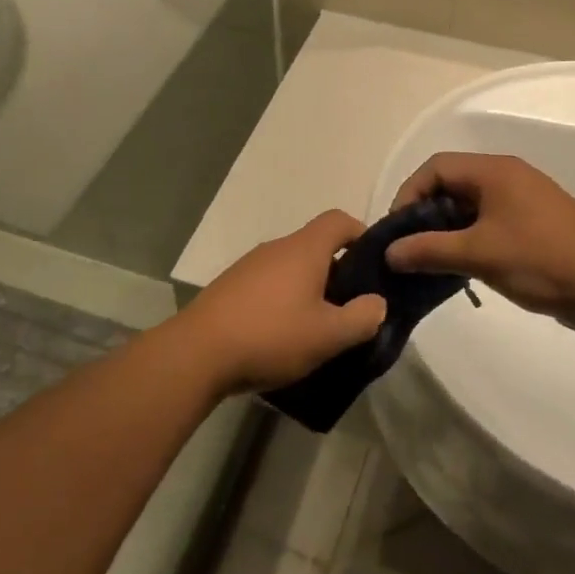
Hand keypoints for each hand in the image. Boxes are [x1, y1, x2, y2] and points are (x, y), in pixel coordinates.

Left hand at [177, 211, 386, 393]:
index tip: (373, 266)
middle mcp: (276, 248)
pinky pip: (267, 285)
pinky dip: (282, 301)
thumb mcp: (328, 335)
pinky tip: (281, 335)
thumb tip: (377, 303)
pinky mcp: (229, 287)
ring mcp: (248, 266)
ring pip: (290, 268)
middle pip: (315, 246)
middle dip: (337, 272)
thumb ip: (362, 318)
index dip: (361, 235)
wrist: (198, 353)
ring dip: (308, 289)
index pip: (339, 220)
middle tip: (349, 308)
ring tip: (316, 327)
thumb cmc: (272, 336)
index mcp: (304, 249)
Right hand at [384, 153, 574, 327]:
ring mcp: (523, 201)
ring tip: (430, 262)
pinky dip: (467, 239)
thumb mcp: (478, 254)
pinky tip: (460, 267)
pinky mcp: (533, 225)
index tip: (397, 231)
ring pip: (468, 206)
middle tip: (410, 249)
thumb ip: (429, 250)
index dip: (408, 194)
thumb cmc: (541, 259)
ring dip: (445, 230)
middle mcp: (507, 177)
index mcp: (494, 171)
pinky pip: (487, 222)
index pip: (435, 167)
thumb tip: (389, 253)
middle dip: (424, 214)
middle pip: (450, 184)